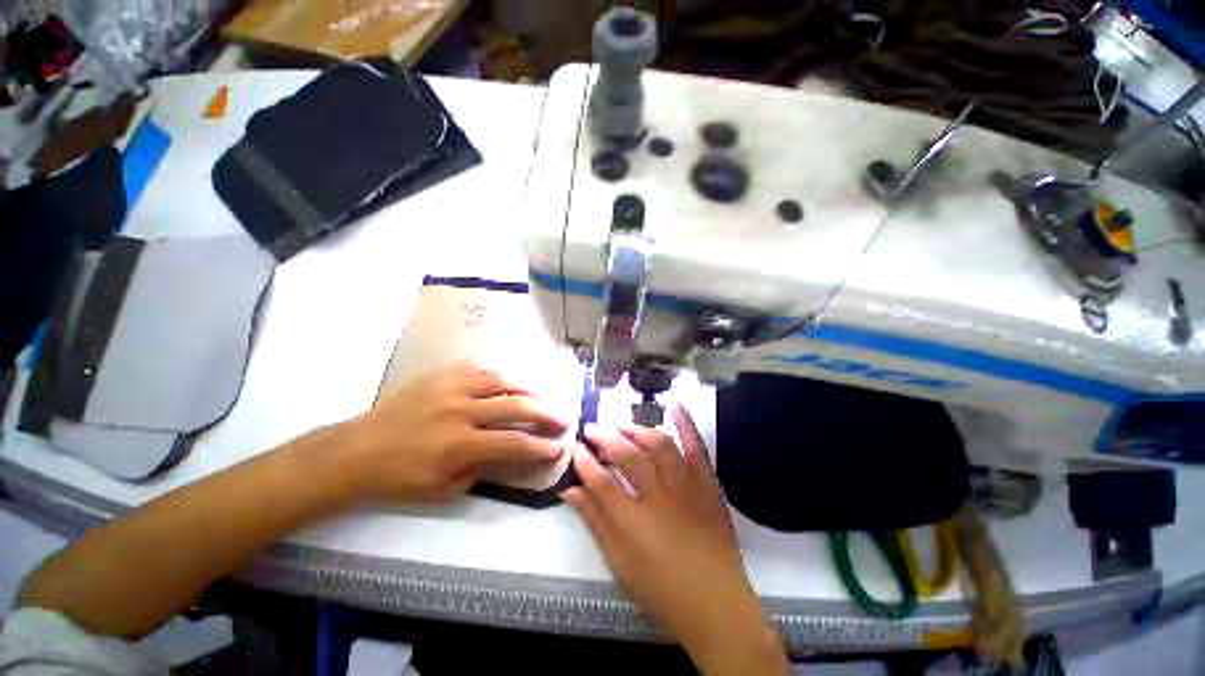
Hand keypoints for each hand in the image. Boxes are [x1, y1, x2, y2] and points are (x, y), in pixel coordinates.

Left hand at [336, 361, 567, 502]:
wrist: (355, 450)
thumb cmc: (397, 478)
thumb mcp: (441, 489)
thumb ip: (480, 470)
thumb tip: (507, 454)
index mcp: (459, 444)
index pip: (513, 444)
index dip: (540, 447)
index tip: (558, 447)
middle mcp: (460, 411)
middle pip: (515, 406)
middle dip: (545, 413)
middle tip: (562, 418)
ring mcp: (450, 387)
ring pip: (501, 380)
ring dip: (526, 388)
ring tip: (539, 395)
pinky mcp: (440, 375)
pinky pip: (477, 367)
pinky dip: (497, 374)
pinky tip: (505, 380)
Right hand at [562, 407, 789, 675]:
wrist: (717, 604)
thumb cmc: (662, 590)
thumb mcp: (620, 564)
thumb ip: (594, 523)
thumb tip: (570, 490)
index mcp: (634, 523)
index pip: (602, 481)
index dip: (585, 461)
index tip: (576, 448)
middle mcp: (660, 498)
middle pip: (628, 457)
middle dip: (606, 438)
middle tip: (592, 430)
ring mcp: (687, 487)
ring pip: (659, 446)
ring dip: (637, 431)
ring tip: (622, 427)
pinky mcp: (708, 484)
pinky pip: (697, 447)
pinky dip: (686, 424)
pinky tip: (674, 406)